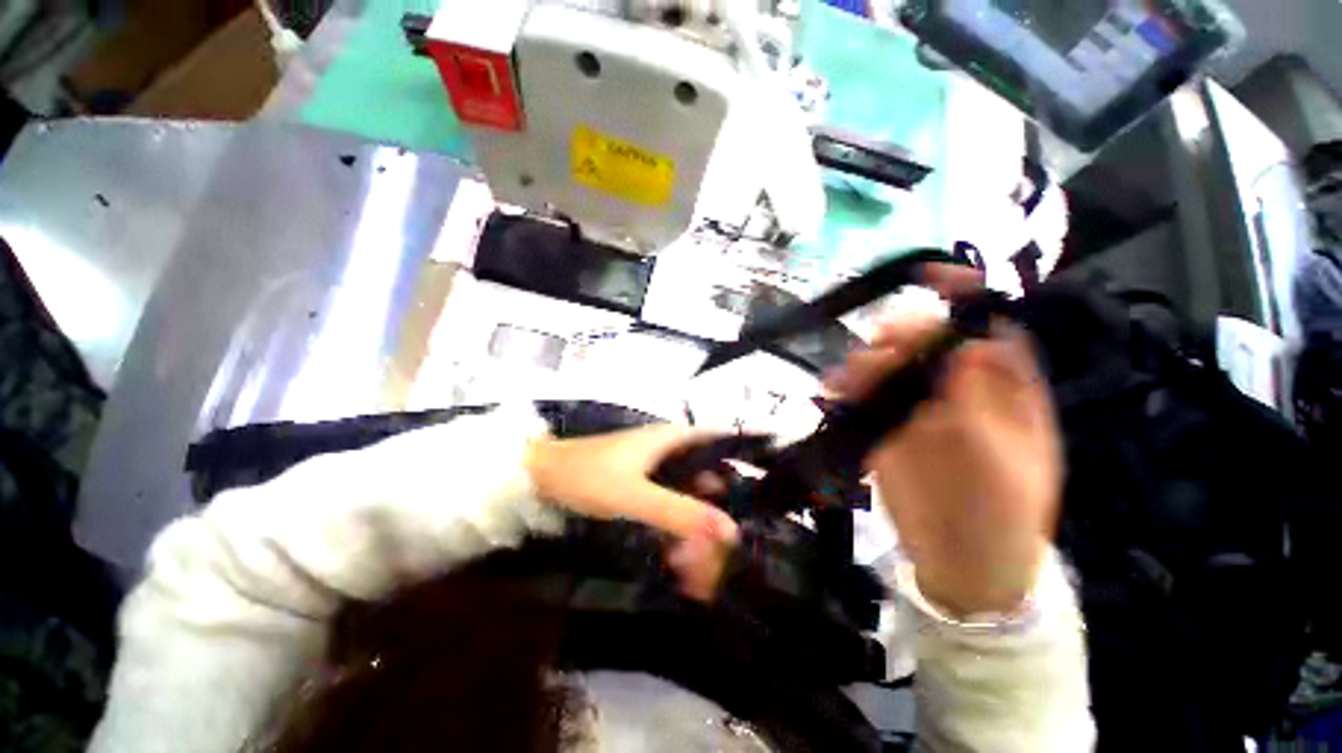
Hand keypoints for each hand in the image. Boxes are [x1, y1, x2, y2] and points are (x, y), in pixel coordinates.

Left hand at [525, 426, 737, 600]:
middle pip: (710, 473)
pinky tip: (676, 553)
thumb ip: (679, 512)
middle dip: (718, 510)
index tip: (762, 487)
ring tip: (696, 564)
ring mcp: (658, 465)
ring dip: (697, 523)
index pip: (723, 440)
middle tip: (721, 549)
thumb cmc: (588, 476)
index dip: (746, 457)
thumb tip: (731, 531)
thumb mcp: (635, 497)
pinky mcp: (645, 481)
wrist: (542, 475)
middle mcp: (672, 448)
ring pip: (691, 492)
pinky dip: (678, 524)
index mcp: (675, 438)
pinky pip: (672, 501)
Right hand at [827, 314, 1061, 616]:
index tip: (933, 278)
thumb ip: (986, 401)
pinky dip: (845, 390)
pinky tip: (833, 391)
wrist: (966, 565)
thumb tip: (970, 341)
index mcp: (1001, 389)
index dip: (964, 298)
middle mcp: (956, 389)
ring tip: (851, 376)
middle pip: (928, 343)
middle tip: (883, 343)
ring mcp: (915, 409)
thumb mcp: (1008, 459)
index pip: (986, 328)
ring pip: (888, 368)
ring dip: (867, 362)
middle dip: (904, 333)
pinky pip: (861, 400)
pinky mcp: (883, 429)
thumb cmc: (1005, 516)